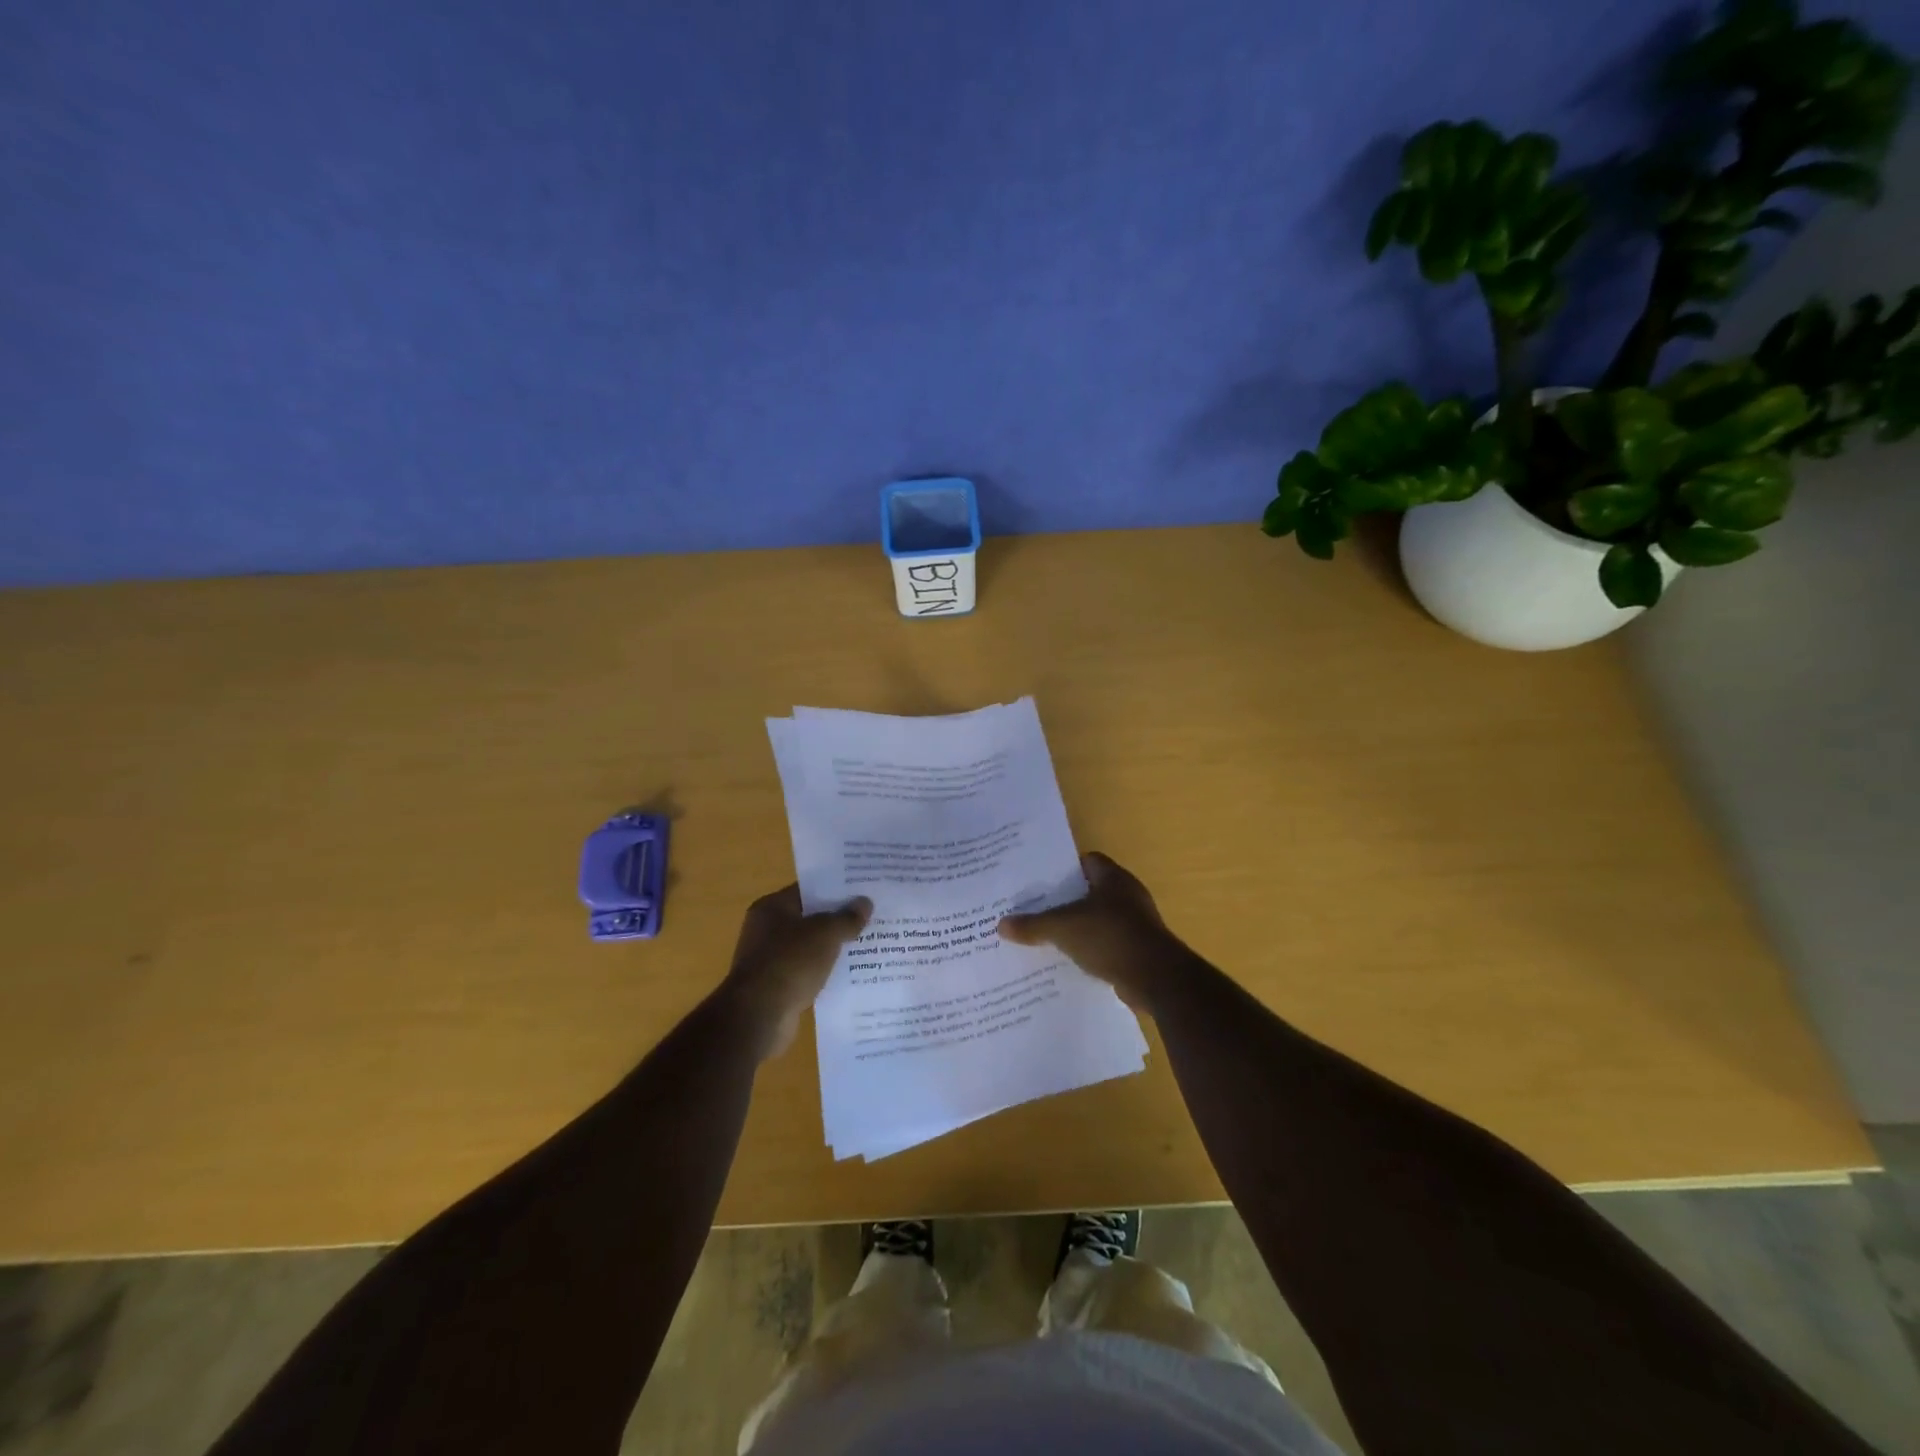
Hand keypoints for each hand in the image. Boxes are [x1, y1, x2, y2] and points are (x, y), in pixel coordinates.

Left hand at [720, 886, 870, 1060]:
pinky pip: (807, 971)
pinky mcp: (776, 987)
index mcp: (772, 908)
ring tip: (867, 945)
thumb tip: (865, 902)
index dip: (836, 890)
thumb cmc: (790, 962)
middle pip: (809, 918)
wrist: (759, 1016)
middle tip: (871, 917)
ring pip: (810, 947)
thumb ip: (846, 917)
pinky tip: (850, 974)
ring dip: (833, 948)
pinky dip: (824, 972)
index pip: (808, 890)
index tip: (862, 892)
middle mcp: (766, 930)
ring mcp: (770, 959)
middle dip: (838, 920)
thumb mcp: (825, 934)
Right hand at [998, 852, 1188, 1011]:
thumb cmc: (1110, 937)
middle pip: (1090, 891)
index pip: (1086, 861)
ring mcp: (1137, 924)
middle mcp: (1128, 895)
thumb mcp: (1063, 928)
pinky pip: (1107, 944)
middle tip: (1034, 908)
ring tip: (1046, 936)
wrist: (1156, 978)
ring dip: (1078, 927)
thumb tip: (1001, 924)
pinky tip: (1069, 960)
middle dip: (1065, 900)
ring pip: (1098, 919)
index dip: (1063, 868)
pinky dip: (1090, 950)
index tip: (1039, 880)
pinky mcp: (1139, 950)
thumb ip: (1032, 925)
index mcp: (1113, 878)